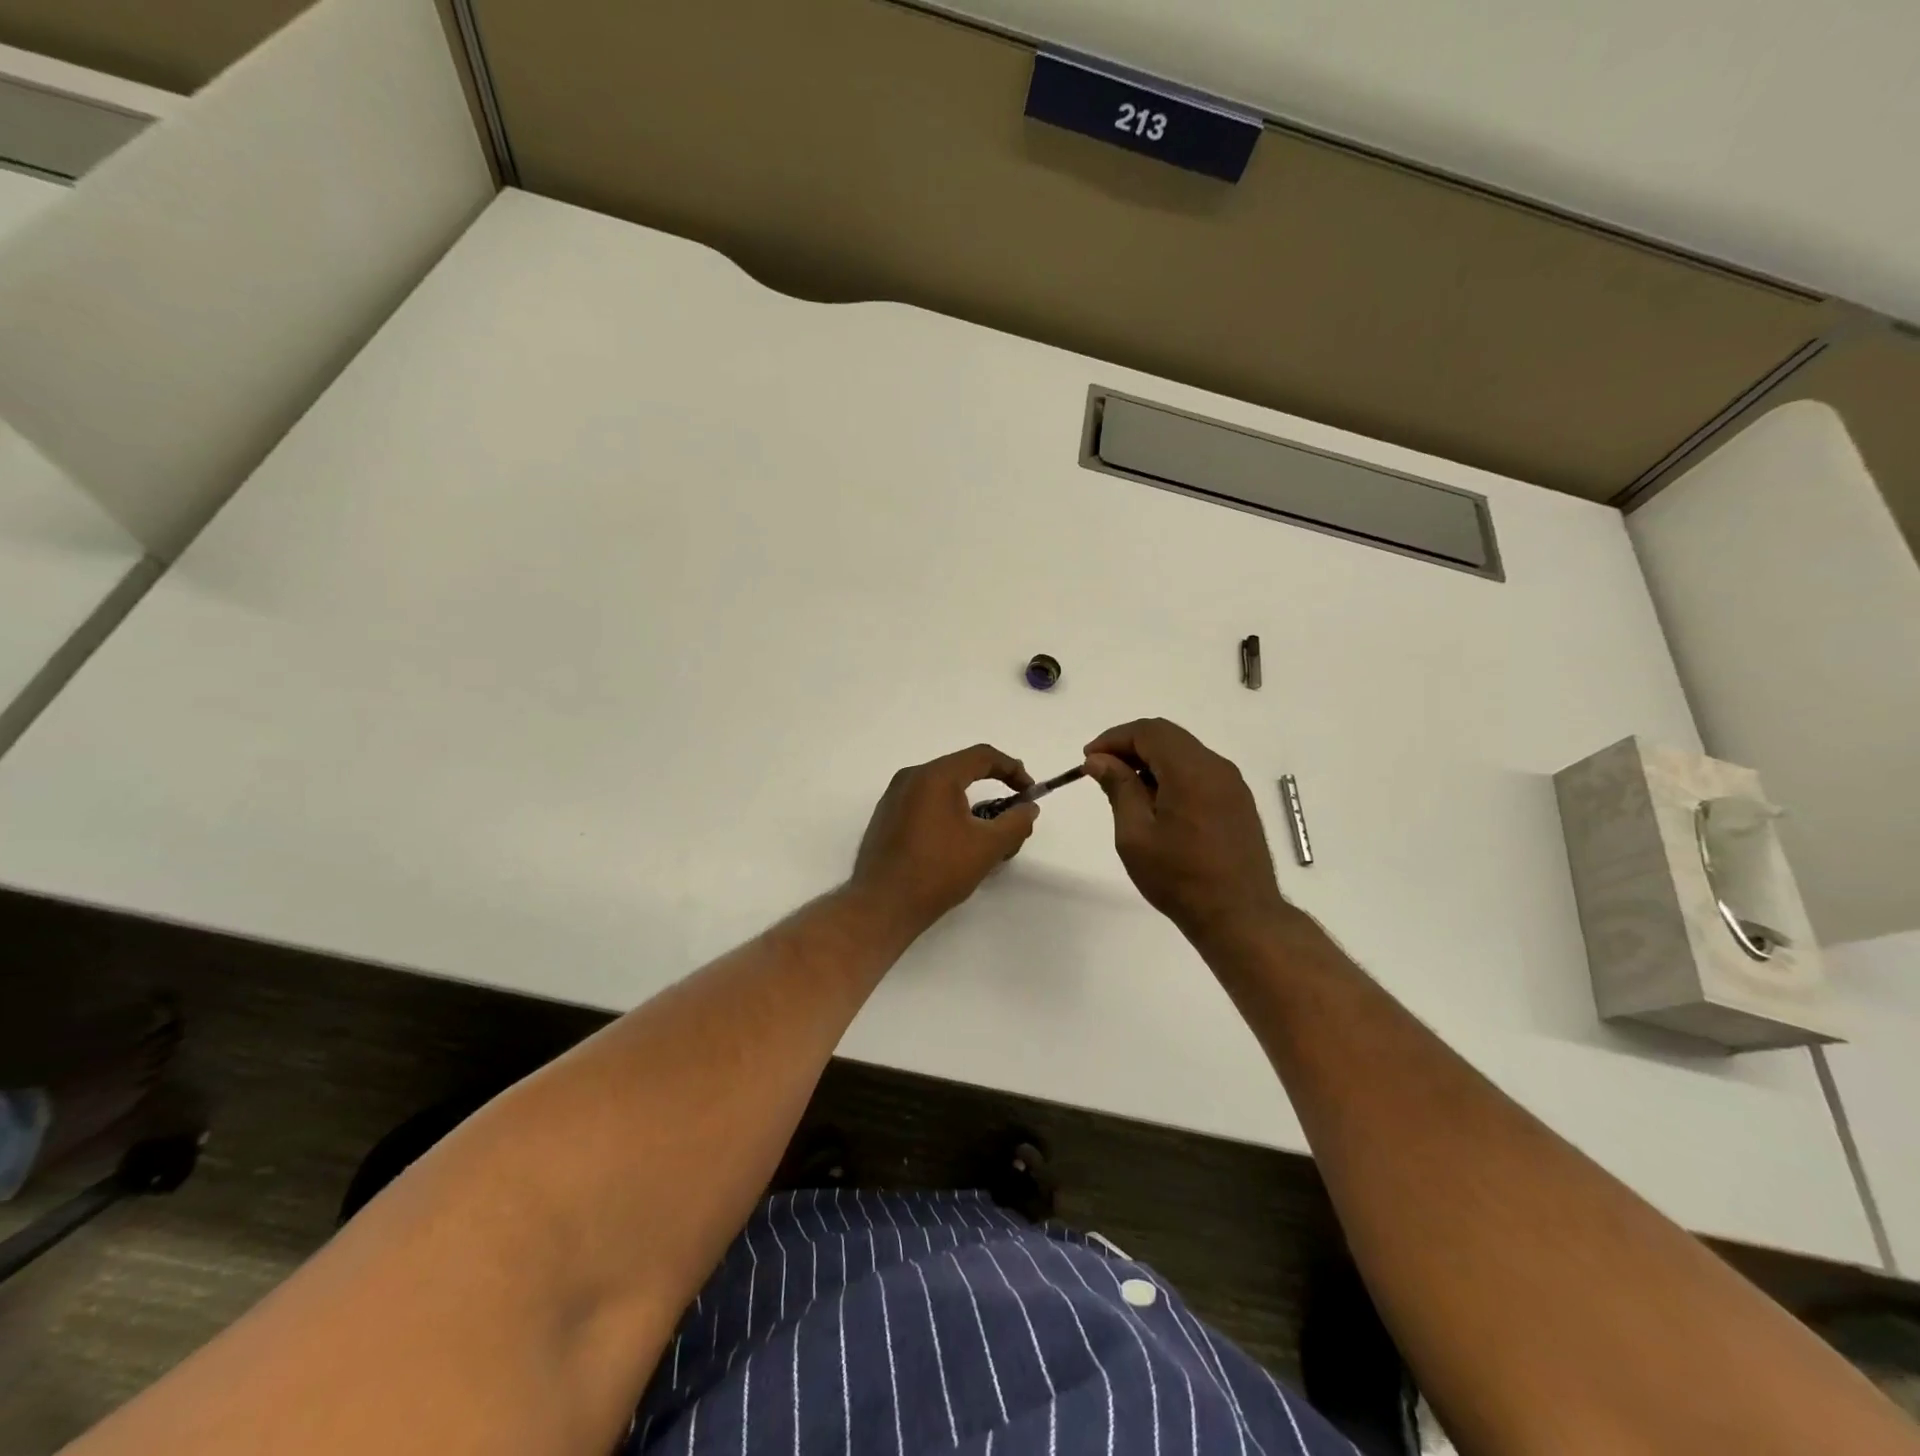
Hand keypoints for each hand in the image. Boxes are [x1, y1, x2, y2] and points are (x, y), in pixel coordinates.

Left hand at [850, 744, 1038, 933]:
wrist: (882, 906)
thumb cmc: (938, 871)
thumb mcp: (988, 847)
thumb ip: (1016, 822)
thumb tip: (1028, 808)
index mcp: (935, 776)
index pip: (982, 756)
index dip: (1012, 770)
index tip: (1029, 793)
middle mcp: (911, 777)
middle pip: (962, 771)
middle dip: (993, 790)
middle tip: (1011, 817)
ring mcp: (894, 797)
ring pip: (943, 789)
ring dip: (971, 806)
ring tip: (987, 838)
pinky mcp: (886, 818)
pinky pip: (925, 804)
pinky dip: (948, 815)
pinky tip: (957, 845)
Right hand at [1083, 718, 1290, 946]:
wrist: (1240, 916)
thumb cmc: (1179, 877)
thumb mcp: (1135, 834)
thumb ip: (1118, 788)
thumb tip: (1099, 760)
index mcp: (1191, 770)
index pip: (1148, 731)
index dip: (1114, 738)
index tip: (1089, 760)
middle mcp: (1216, 767)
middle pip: (1168, 737)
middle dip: (1131, 747)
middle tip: (1102, 772)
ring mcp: (1232, 784)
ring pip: (1185, 753)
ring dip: (1151, 761)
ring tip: (1126, 790)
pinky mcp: (1238, 802)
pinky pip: (1200, 772)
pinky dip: (1172, 775)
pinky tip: (1157, 804)